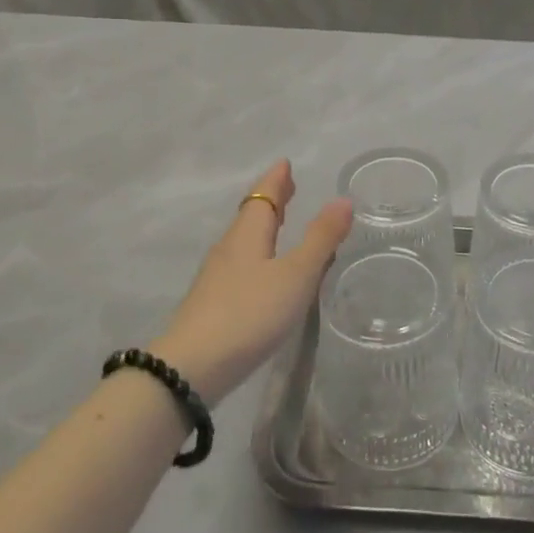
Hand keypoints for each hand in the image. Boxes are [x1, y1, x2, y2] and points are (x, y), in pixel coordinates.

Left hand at [154, 161, 353, 404]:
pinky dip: (258, 254)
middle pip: (251, 215)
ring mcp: (216, 277)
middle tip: (288, 187)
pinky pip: (240, 264)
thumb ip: (320, 239)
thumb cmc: (250, 312)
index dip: (277, 180)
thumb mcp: (296, 275)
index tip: (285, 163)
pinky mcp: (212, 304)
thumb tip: (342, 200)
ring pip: (244, 241)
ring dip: (263, 227)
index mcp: (248, 234)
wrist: (192, 368)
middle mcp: (229, 248)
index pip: (264, 196)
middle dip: (271, 200)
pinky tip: (264, 272)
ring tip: (280, 225)